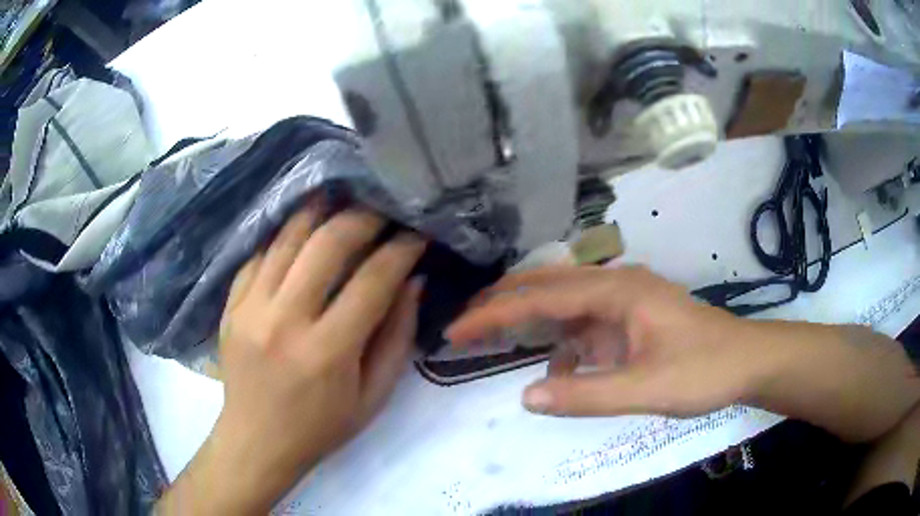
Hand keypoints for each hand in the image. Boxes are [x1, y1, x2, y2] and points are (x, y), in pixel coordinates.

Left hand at [158, 202, 425, 513]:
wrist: (255, 442)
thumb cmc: (320, 428)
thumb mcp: (373, 397)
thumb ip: (397, 338)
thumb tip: (412, 282)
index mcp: (327, 352)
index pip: (372, 280)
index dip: (401, 249)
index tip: (417, 233)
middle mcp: (284, 320)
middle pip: (327, 243)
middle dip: (364, 217)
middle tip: (383, 209)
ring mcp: (250, 308)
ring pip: (288, 237)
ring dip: (321, 212)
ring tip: (343, 198)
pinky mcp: (231, 305)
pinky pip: (259, 253)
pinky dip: (284, 235)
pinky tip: (302, 227)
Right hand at [447, 265, 919, 443]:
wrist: (748, 361)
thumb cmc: (704, 370)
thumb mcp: (647, 390)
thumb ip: (587, 395)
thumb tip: (526, 396)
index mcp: (618, 291)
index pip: (543, 296)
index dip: (496, 312)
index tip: (457, 329)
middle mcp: (616, 286)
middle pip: (546, 286)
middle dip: (502, 304)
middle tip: (462, 326)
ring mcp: (623, 302)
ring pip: (562, 304)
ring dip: (527, 321)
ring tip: (491, 339)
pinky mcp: (630, 320)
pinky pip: (584, 326)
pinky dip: (561, 344)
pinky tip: (559, 368)